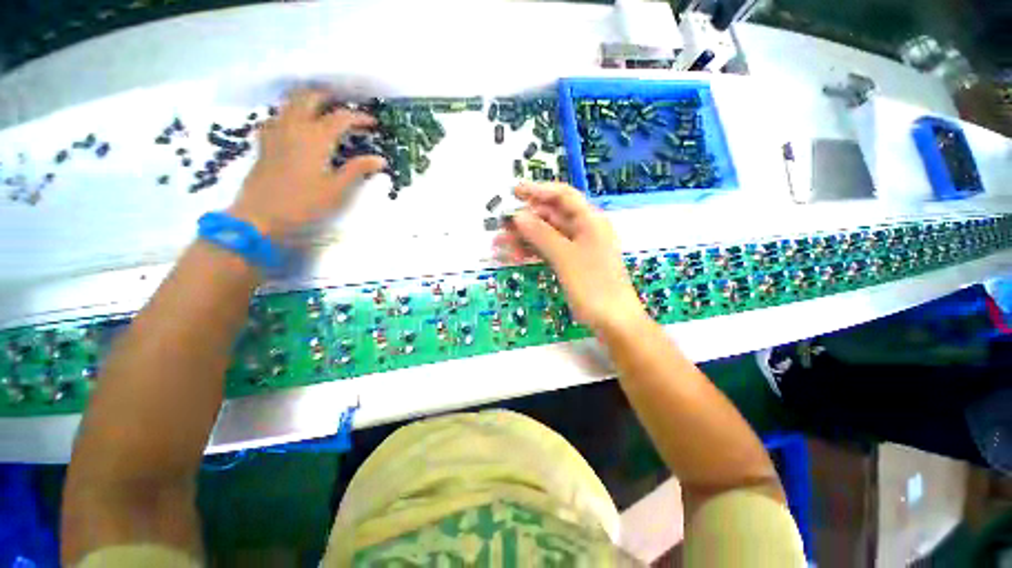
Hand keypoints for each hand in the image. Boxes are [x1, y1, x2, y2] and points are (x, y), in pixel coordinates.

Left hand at [229, 88, 385, 237]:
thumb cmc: (304, 204)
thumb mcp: (336, 190)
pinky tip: (296, 124)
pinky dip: (290, 113)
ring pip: (290, 102)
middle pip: (310, 98)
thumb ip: (357, 170)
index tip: (373, 123)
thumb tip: (380, 159)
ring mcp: (276, 132)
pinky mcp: (265, 141)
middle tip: (345, 107)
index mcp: (315, 138)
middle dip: (330, 98)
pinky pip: (277, 116)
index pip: (341, 117)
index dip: (359, 117)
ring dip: (309, 100)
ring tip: (323, 109)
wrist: (260, 216)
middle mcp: (294, 127)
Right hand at [495, 182, 645, 334]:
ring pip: (547, 236)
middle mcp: (584, 230)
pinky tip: (515, 256)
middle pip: (551, 216)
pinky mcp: (572, 263)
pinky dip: (533, 252)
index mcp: (590, 220)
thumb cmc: (593, 286)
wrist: (614, 321)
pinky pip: (549, 251)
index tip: (514, 192)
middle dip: (525, 221)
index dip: (538, 190)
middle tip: (500, 228)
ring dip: (524, 239)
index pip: (562, 196)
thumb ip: (541, 234)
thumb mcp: (565, 257)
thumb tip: (517, 216)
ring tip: (500, 246)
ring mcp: (578, 248)